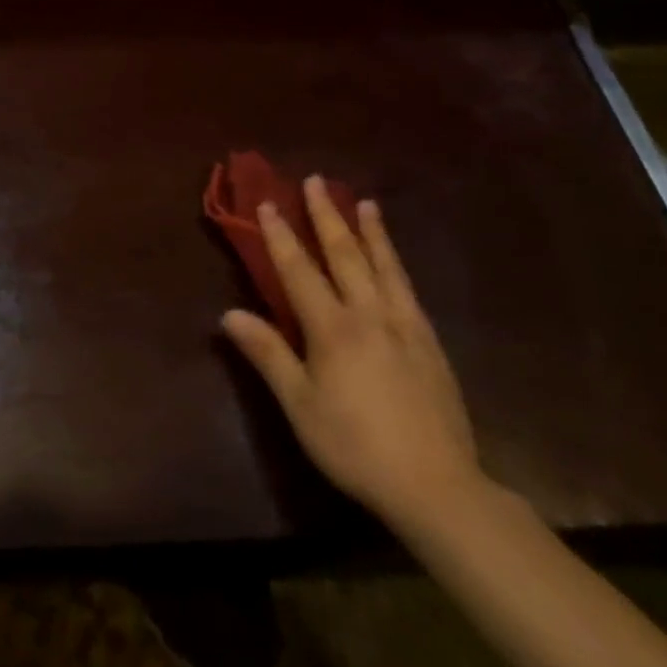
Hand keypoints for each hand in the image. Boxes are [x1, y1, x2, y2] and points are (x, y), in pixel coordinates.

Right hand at [220, 180, 483, 535]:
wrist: (437, 485)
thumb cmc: (355, 446)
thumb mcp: (300, 406)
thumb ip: (268, 355)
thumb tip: (229, 314)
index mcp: (333, 328)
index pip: (300, 270)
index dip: (281, 236)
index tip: (268, 203)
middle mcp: (370, 314)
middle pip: (345, 254)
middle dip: (326, 216)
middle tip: (316, 181)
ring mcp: (405, 325)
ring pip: (384, 265)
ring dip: (370, 231)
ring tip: (364, 202)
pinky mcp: (429, 342)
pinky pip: (407, 288)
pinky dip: (396, 262)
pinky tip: (394, 261)